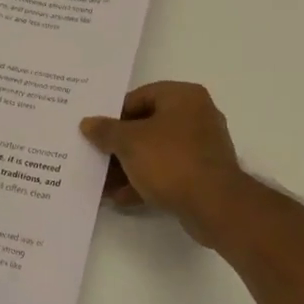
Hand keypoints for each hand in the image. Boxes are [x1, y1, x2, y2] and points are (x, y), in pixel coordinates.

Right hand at [80, 82, 250, 244]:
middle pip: (146, 126)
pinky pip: (167, 172)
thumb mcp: (129, 142)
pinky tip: (121, 198)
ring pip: (155, 152)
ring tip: (102, 183)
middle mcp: (196, 116)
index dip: (113, 115)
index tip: (95, 132)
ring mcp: (202, 147)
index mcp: (183, 97)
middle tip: (94, 157)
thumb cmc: (171, 161)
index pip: (139, 97)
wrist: (215, 206)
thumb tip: (88, 123)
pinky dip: (145, 182)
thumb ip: (106, 131)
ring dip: (128, 167)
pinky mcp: (203, 175)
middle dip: (118, 146)